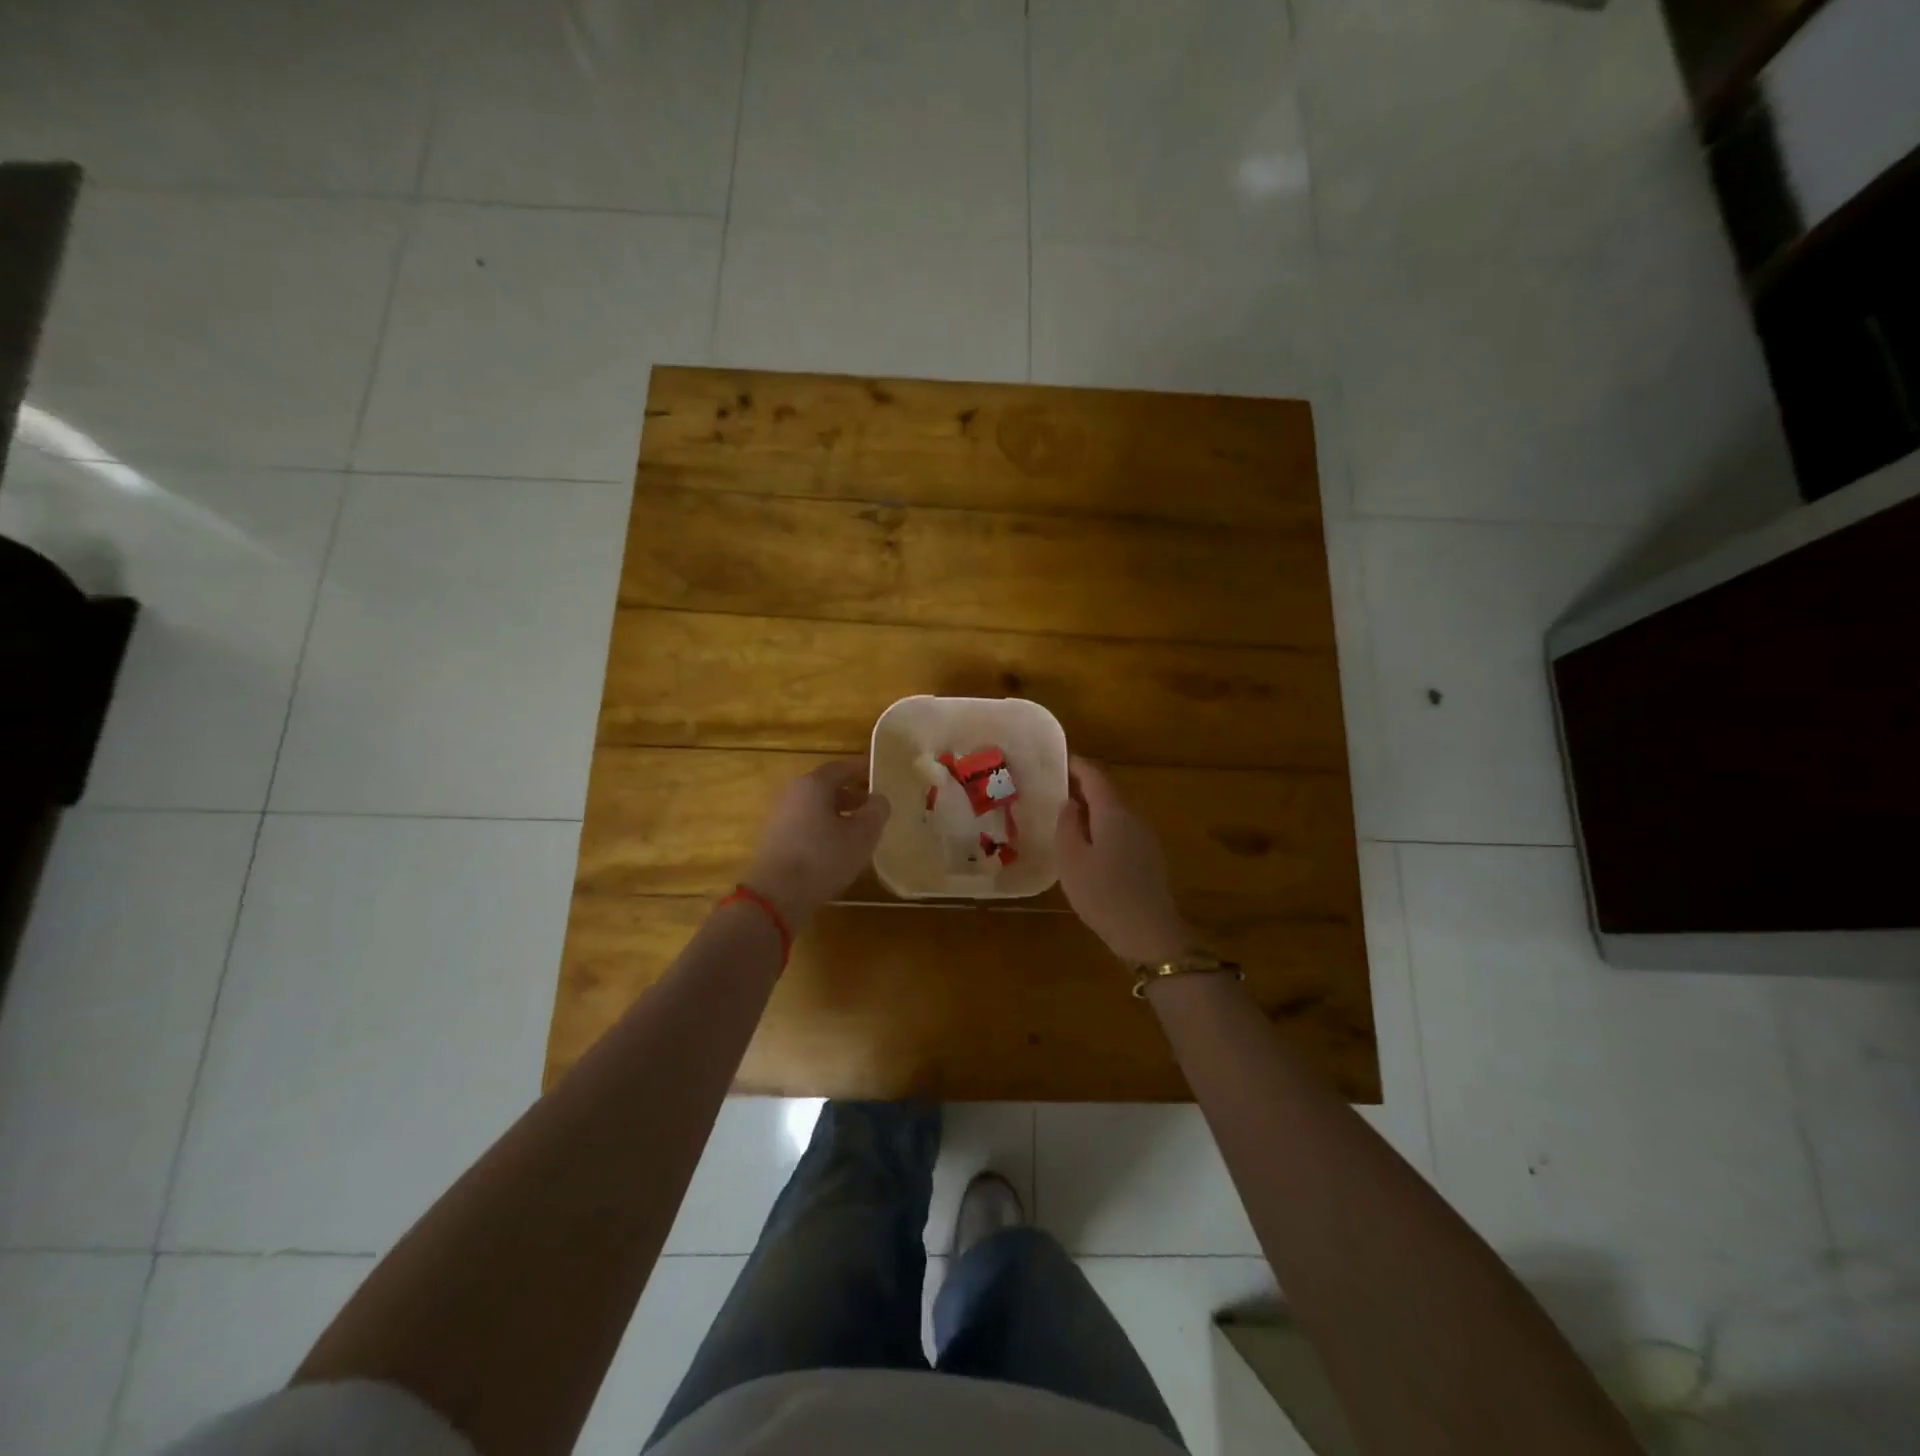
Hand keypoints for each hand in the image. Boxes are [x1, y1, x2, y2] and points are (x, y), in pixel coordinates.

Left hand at [743, 760, 890, 932]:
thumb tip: (879, 799)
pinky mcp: (774, 839)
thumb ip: (876, 812)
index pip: (842, 767)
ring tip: (859, 831)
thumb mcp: (862, 835)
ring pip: (815, 807)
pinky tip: (836, 848)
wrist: (776, 895)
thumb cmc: (823, 858)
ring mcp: (780, 816)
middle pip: (826, 786)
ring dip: (838, 814)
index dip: (862, 769)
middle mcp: (793, 793)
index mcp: (814, 784)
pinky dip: (823, 828)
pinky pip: (805, 824)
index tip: (879, 774)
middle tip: (872, 807)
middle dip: (852, 794)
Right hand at [1055, 758, 1194, 964]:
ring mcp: (1145, 836)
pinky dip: (1103, 827)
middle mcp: (1133, 816)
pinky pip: (1122, 829)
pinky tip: (1089, 845)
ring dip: (1092, 809)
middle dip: (1082, 787)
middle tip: (1054, 791)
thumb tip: (1069, 802)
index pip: (1095, 775)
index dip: (1075, 765)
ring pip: (1115, 811)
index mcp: (1113, 811)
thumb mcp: (1071, 859)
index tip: (1055, 762)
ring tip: (1066, 818)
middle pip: (1107, 791)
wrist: (1148, 932)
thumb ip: (1067, 825)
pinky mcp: (1149, 856)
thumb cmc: (1103, 893)